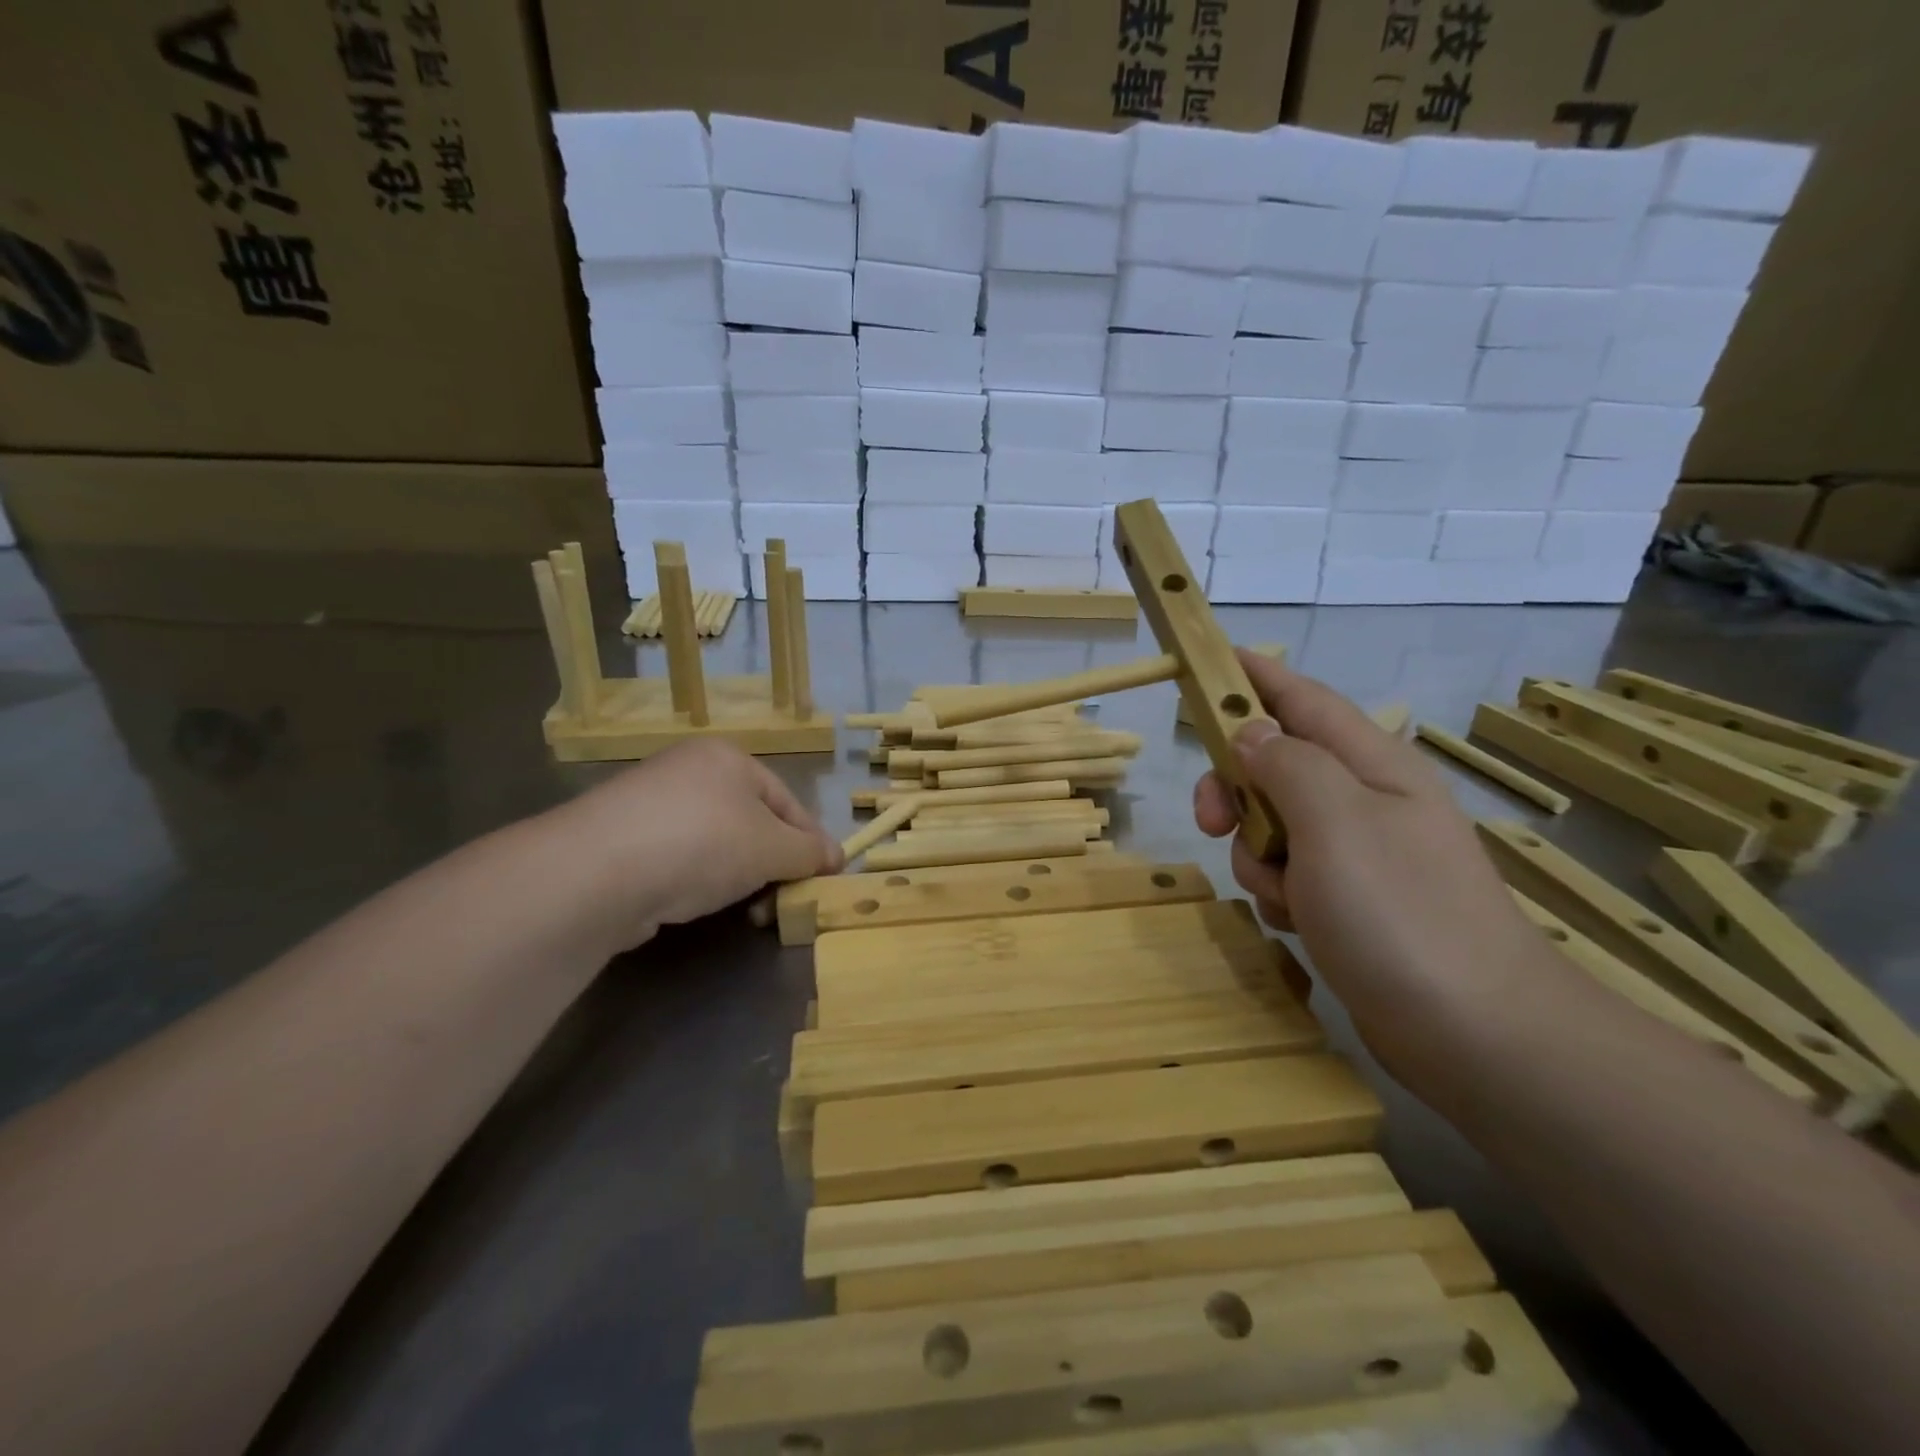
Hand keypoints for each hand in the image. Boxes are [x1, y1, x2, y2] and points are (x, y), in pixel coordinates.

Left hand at [542, 740, 840, 949]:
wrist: (596, 872)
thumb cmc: (702, 843)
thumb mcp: (772, 848)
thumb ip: (809, 852)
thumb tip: (835, 857)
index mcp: (729, 759)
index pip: (788, 801)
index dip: (811, 842)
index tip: (825, 879)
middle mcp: (688, 770)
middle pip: (751, 822)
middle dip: (772, 864)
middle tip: (782, 901)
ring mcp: (649, 804)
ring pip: (715, 843)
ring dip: (738, 877)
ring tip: (744, 911)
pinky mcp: (620, 839)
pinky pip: (677, 858)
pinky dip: (695, 881)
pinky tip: (693, 904)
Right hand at [1194, 651, 1548, 1090]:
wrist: (1475, 1034)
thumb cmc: (1400, 911)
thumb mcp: (1334, 820)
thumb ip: (1286, 764)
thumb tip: (1251, 733)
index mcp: (1372, 764)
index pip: (1302, 699)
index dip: (1254, 677)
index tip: (1207, 663)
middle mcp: (1366, 800)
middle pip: (1276, 765)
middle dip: (1236, 788)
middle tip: (1211, 820)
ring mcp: (1360, 854)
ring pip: (1274, 826)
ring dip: (1257, 855)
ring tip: (1285, 894)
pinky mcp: (1351, 903)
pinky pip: (1289, 875)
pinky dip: (1279, 893)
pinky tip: (1299, 922)